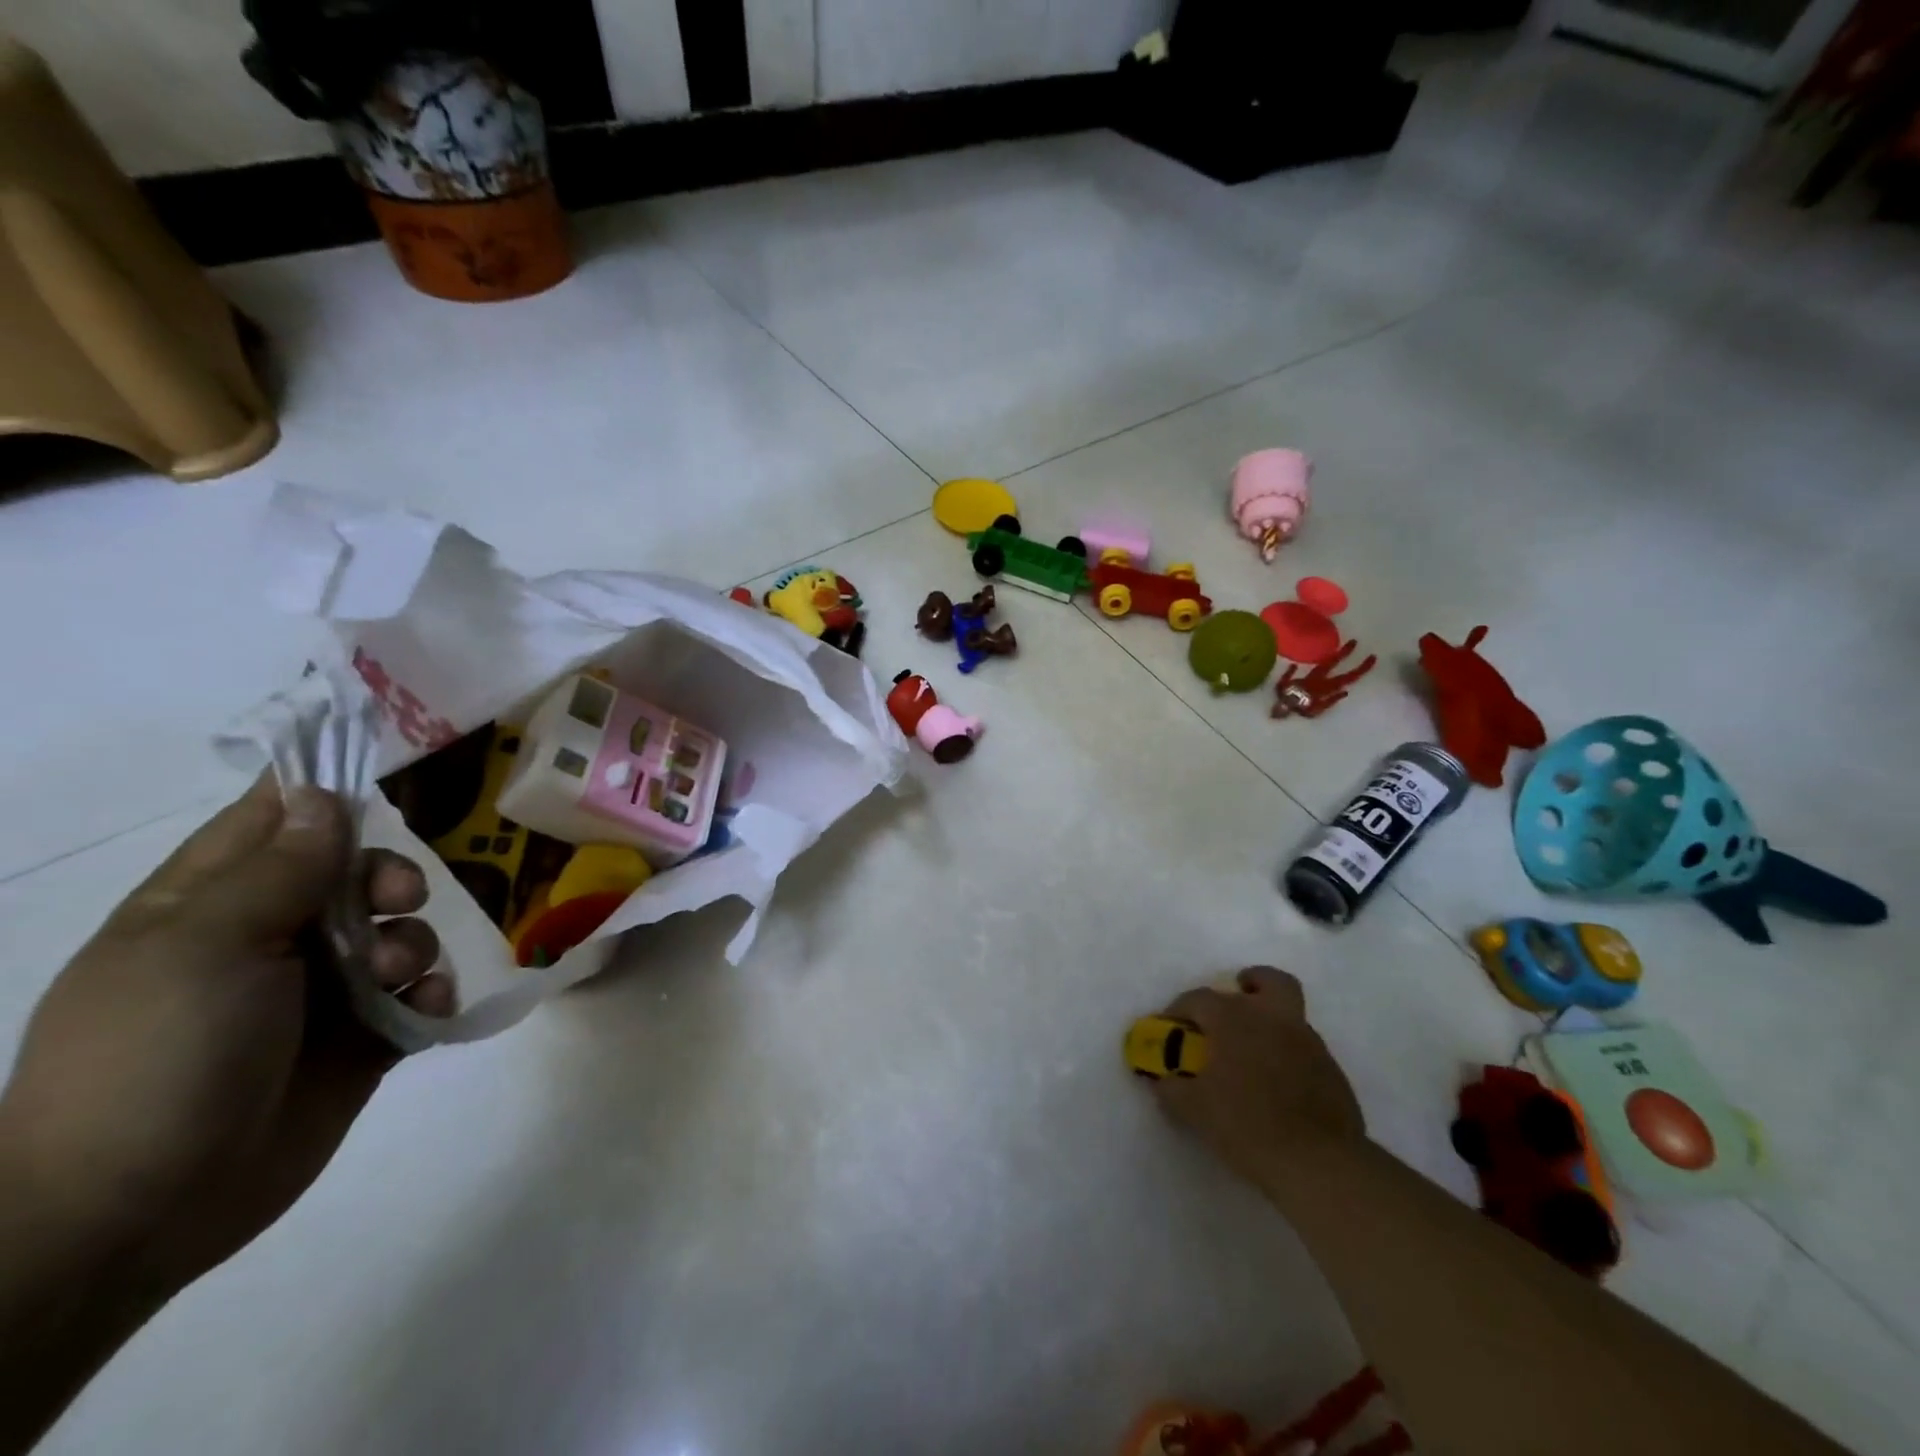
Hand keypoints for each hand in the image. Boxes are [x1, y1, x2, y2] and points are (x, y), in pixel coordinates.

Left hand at [0, 776, 453, 1300]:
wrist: (137, 1211)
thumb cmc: (157, 1055)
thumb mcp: (207, 945)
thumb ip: (278, 867)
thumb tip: (322, 795)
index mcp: (208, 903)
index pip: (274, 820)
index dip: (327, 793)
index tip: (389, 778)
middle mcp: (269, 938)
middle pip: (354, 872)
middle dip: (389, 876)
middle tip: (400, 897)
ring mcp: (318, 991)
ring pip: (396, 931)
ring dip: (411, 941)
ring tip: (394, 978)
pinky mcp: (363, 1038)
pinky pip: (418, 992)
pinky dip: (431, 991)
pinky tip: (425, 1006)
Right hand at [1152, 967, 1364, 1188]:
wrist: (1318, 1164)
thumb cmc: (1246, 1125)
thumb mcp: (1194, 1110)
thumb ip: (1172, 1088)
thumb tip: (1164, 1080)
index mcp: (1235, 1018)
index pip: (1199, 998)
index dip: (1178, 1010)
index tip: (1169, 1029)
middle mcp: (1274, 1018)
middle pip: (1268, 981)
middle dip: (1249, 985)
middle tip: (1233, 1009)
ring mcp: (1308, 1043)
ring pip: (1289, 1014)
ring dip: (1269, 1024)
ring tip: (1251, 1055)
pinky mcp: (1332, 1072)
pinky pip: (1304, 1050)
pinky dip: (1288, 1056)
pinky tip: (1277, 1086)